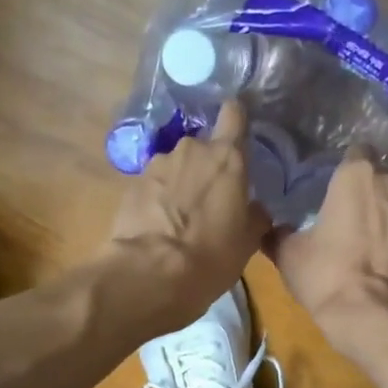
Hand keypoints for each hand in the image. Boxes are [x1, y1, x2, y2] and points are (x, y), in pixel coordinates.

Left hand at [106, 101, 269, 326]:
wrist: (150, 273)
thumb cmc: (211, 255)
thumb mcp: (247, 242)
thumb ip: (255, 216)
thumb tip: (255, 208)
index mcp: (227, 157)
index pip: (234, 114)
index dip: (236, 119)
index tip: (239, 133)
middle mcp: (191, 150)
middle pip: (203, 146)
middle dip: (207, 166)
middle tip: (211, 198)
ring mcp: (157, 164)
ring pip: (176, 165)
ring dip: (180, 182)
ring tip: (181, 216)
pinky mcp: (131, 183)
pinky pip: (154, 184)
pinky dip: (158, 197)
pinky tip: (158, 224)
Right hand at [269, 150, 387, 358]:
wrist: (380, 319)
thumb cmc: (329, 277)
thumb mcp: (290, 256)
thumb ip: (280, 234)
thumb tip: (271, 230)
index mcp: (358, 176)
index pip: (356, 153)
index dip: (345, 169)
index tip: (335, 188)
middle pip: (382, 179)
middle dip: (370, 195)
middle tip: (351, 220)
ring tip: (376, 245)